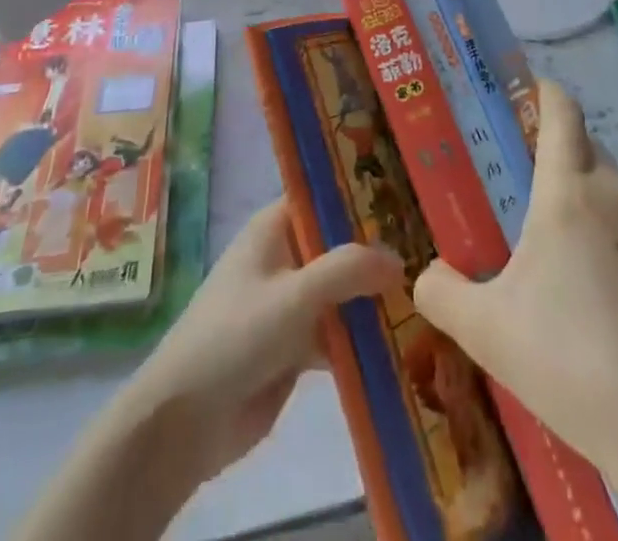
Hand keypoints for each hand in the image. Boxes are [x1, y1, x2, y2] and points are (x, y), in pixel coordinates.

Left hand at [119, 199, 402, 482]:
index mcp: (274, 227)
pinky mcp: (294, 347)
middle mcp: (284, 257)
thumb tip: (399, 258)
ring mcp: (289, 303)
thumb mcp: (296, 294)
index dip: (361, 195)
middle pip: (338, 245)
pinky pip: (337, 333)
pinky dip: (363, 337)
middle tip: (432, 249)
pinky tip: (405, 343)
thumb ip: (348, 270)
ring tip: (430, 294)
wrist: (185, 421)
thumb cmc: (236, 335)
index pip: (323, 198)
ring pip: (341, 291)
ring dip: (374, 297)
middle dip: (377, 251)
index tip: (408, 196)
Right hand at [412, 79, 617, 486]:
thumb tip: (424, 272)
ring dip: (599, 214)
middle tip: (543, 213)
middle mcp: (616, 189)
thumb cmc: (565, 363)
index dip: (547, 95)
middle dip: (565, 170)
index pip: (561, 115)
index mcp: (566, 193)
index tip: (535, 90)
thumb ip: (440, 291)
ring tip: (587, 273)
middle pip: (587, 155)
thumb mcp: (484, 330)